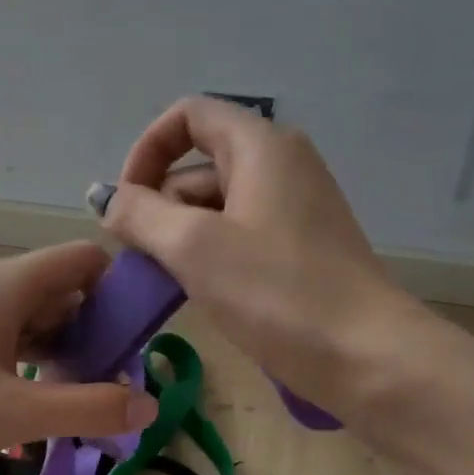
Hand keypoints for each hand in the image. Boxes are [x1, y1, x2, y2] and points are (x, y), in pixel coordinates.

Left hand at [0, 242, 157, 474]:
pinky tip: (31, 401)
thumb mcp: (16, 415)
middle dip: (94, 330)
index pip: (84, 260)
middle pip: (61, 290)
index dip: (119, 289)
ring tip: (78, 397)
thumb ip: (88, 408)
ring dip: (61, 350)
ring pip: (32, 317)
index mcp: (8, 284)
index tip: (138, 338)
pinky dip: (28, 360)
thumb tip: (149, 405)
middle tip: (112, 382)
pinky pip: (4, 336)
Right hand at [97, 97, 409, 405]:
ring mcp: (296, 209)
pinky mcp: (302, 249)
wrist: (367, 357)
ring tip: (163, 283)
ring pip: (218, 206)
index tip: (127, 203)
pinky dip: (211, 255)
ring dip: (181, 236)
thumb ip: (140, 214)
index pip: (189, 117)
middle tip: (138, 259)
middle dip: (159, 204)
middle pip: (201, 165)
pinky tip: (198, 293)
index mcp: (262, 146)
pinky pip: (241, 236)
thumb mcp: (194, 248)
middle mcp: (282, 165)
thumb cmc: (277, 292)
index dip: (147, 150)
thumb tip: (106, 198)